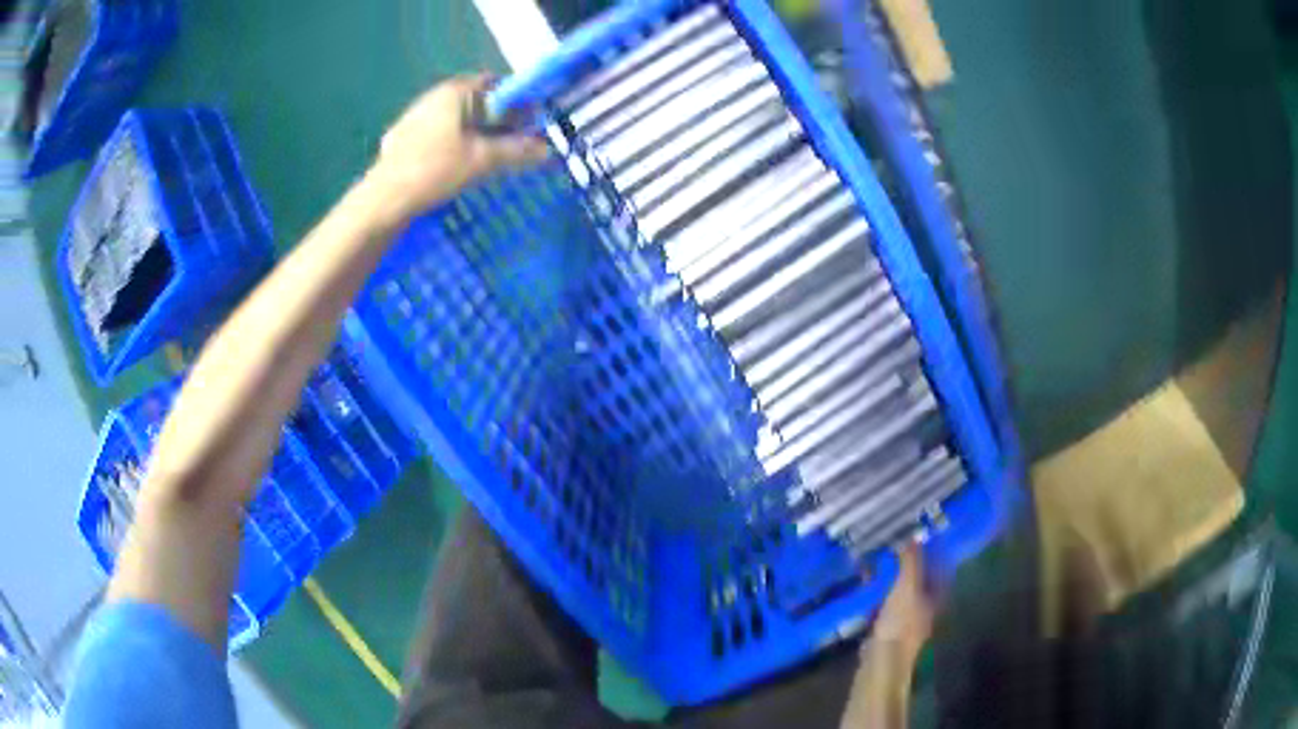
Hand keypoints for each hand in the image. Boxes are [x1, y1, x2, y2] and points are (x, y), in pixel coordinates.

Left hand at [367, 75, 550, 219]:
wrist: (383, 201)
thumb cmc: (435, 171)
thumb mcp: (483, 160)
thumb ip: (518, 150)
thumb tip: (547, 149)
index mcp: (455, 92)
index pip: (496, 84)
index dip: (518, 101)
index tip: (530, 124)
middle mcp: (433, 97)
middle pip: (476, 101)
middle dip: (498, 120)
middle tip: (513, 145)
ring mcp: (414, 117)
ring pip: (455, 119)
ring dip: (475, 133)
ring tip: (488, 159)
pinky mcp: (402, 139)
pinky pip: (437, 134)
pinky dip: (453, 144)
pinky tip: (456, 168)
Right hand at [839, 547, 936, 728]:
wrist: (880, 664)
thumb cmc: (900, 624)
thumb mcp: (906, 588)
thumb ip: (911, 562)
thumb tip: (915, 533)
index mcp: (936, 596)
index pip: (939, 566)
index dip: (931, 549)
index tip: (917, 531)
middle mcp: (926, 606)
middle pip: (921, 578)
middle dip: (908, 562)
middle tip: (892, 542)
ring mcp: (907, 620)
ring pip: (902, 590)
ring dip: (892, 576)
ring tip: (876, 559)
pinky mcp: (888, 630)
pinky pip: (886, 603)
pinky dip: (879, 592)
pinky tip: (866, 587)